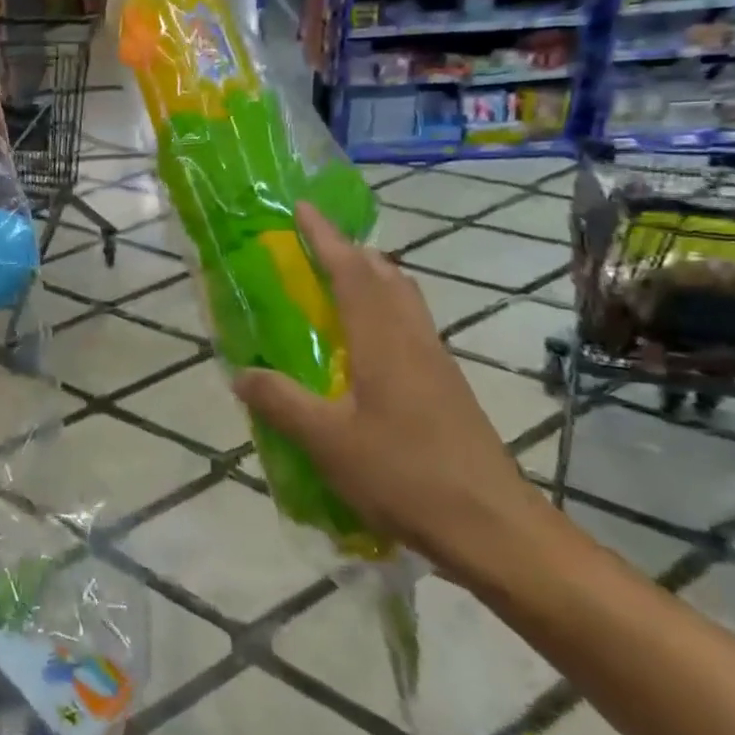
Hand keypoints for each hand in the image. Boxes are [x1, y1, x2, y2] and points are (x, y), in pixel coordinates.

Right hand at [232, 204, 546, 584]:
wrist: (493, 527)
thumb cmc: (405, 475)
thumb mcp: (327, 442)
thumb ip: (281, 402)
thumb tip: (241, 373)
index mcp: (383, 340)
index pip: (351, 271)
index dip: (324, 237)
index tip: (302, 208)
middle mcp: (413, 339)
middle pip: (384, 275)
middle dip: (349, 251)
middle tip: (313, 246)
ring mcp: (436, 362)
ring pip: (403, 300)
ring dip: (370, 278)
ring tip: (336, 285)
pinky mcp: (447, 387)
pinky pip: (410, 327)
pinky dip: (383, 312)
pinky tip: (364, 346)